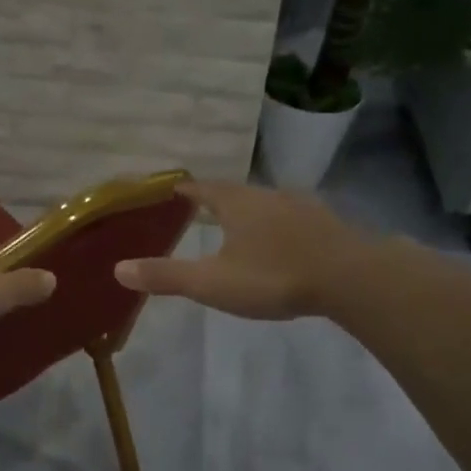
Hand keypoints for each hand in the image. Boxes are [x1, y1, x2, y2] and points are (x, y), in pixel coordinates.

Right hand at [114, 180, 373, 320]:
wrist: (351, 277)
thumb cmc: (274, 275)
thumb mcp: (213, 282)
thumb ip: (167, 276)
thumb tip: (118, 269)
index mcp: (236, 203)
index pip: (201, 188)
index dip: (184, 190)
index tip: (171, 191)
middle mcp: (267, 195)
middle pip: (235, 193)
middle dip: (217, 201)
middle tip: (202, 211)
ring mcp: (301, 207)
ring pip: (267, 204)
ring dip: (251, 213)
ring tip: (241, 227)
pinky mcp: (327, 224)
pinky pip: (294, 219)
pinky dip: (281, 226)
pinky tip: (285, 242)